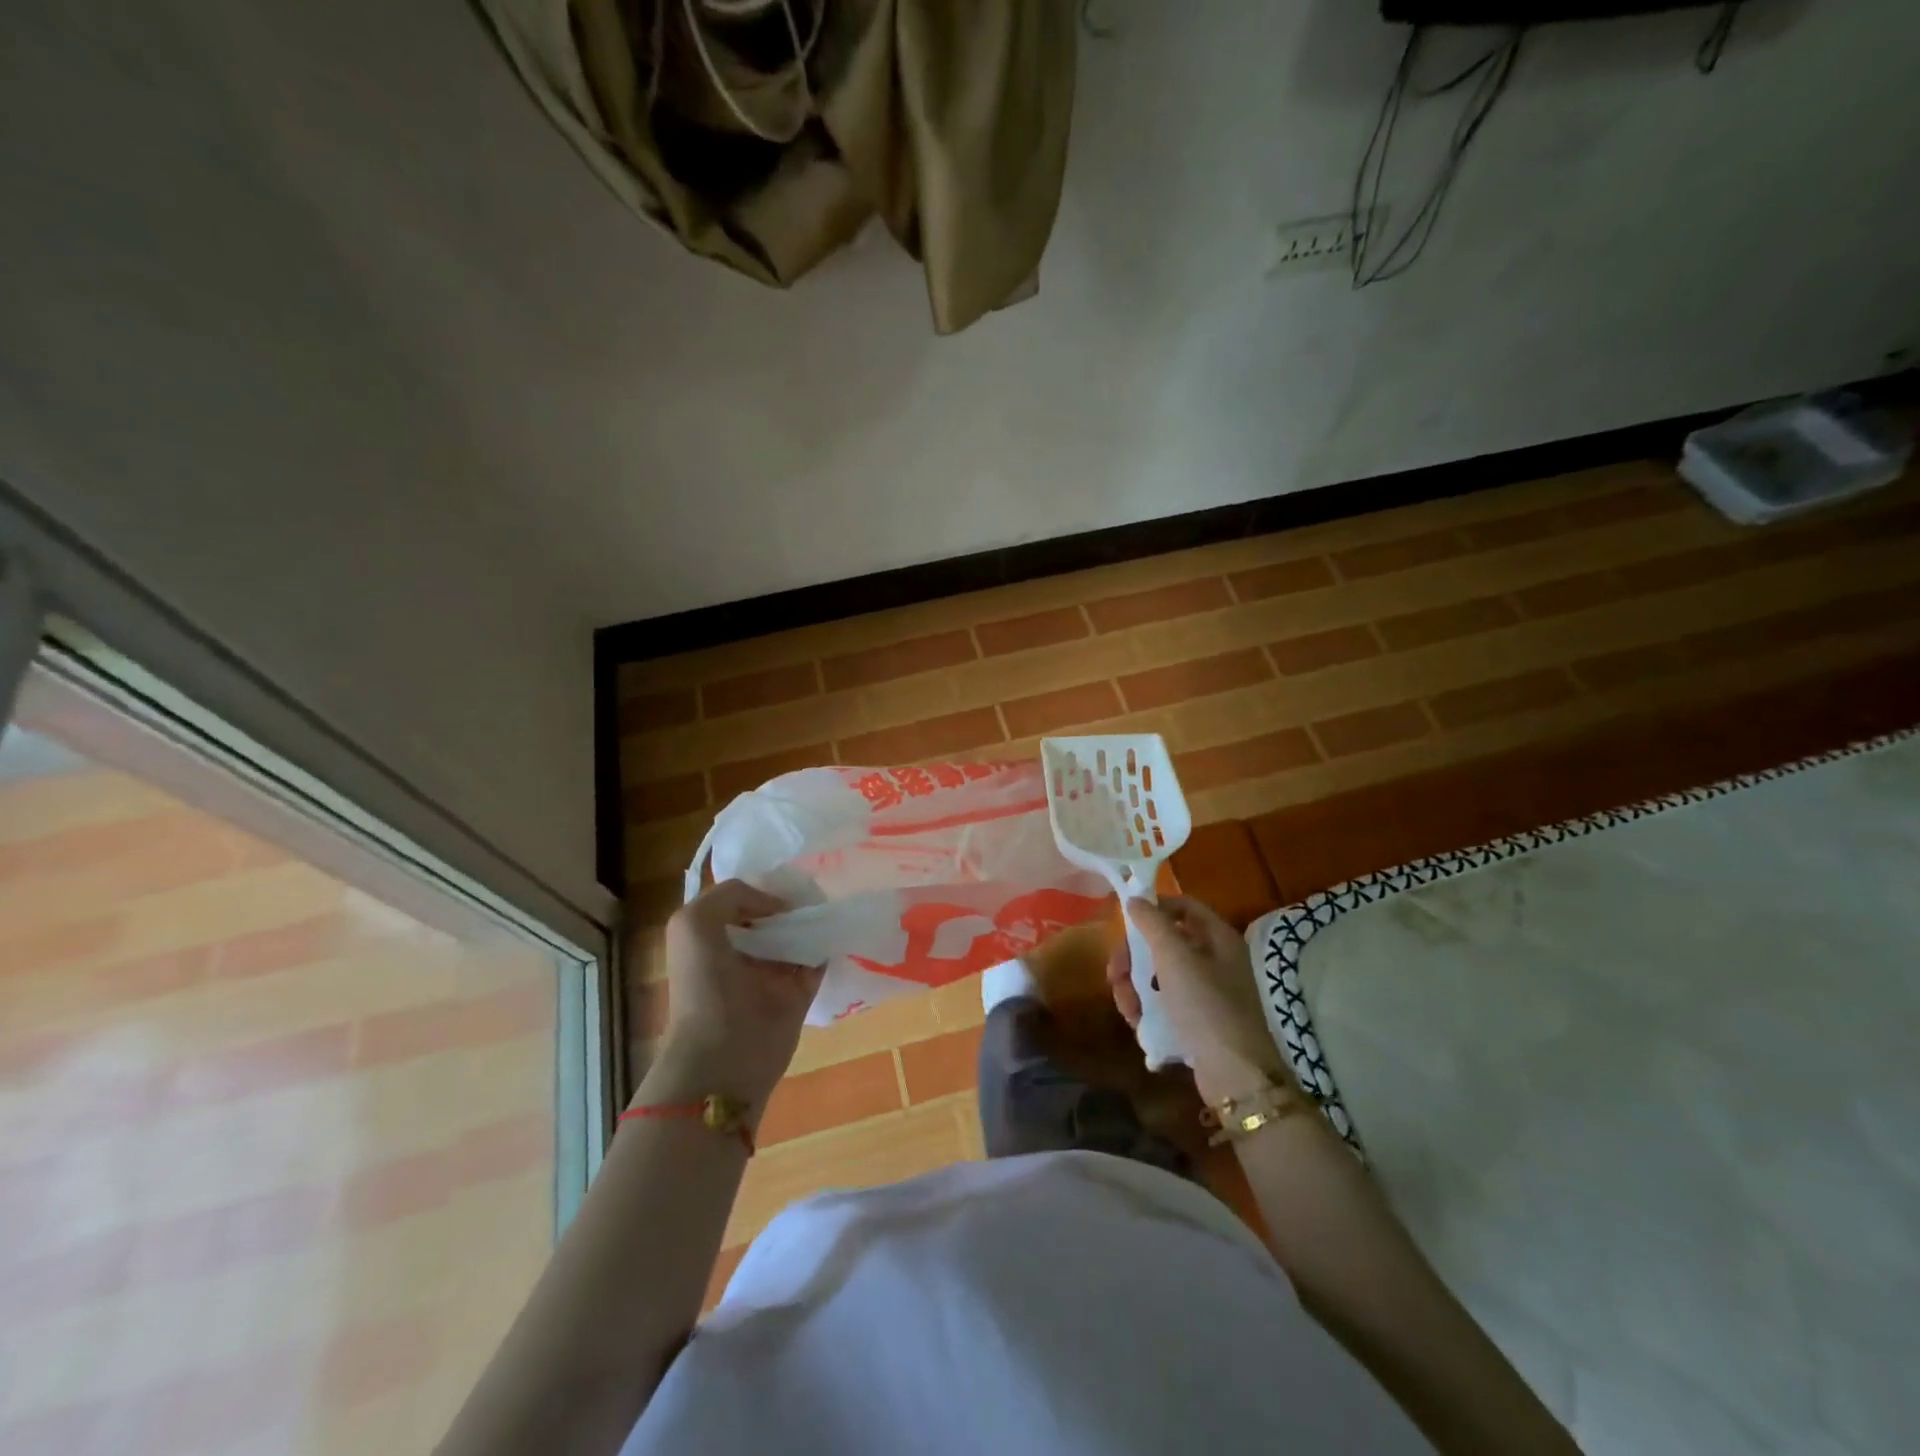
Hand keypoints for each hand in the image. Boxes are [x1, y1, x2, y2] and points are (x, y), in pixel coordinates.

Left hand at [651, 880, 823, 1114]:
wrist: (723, 1055)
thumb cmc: (703, 986)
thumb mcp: (694, 923)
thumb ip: (731, 895)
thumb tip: (779, 907)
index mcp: (711, 938)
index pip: (740, 901)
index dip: (760, 888)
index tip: (783, 879)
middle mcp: (741, 953)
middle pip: (772, 917)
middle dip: (791, 901)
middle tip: (815, 887)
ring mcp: (771, 975)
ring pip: (797, 936)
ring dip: (813, 921)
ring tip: (831, 901)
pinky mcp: (798, 993)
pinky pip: (818, 960)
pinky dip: (829, 944)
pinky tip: (838, 927)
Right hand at [1107, 896, 1293, 1104]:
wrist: (1235, 1075)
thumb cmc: (1206, 1006)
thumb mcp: (1174, 958)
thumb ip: (1152, 923)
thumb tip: (1135, 899)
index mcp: (1218, 939)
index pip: (1185, 906)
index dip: (1156, 907)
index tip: (1126, 920)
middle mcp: (1215, 961)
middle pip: (1165, 942)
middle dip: (1135, 956)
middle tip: (1116, 972)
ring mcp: (1206, 993)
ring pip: (1159, 974)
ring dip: (1135, 985)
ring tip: (1126, 1005)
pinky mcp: (1197, 1020)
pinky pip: (1165, 1002)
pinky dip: (1148, 1008)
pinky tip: (1137, 1021)